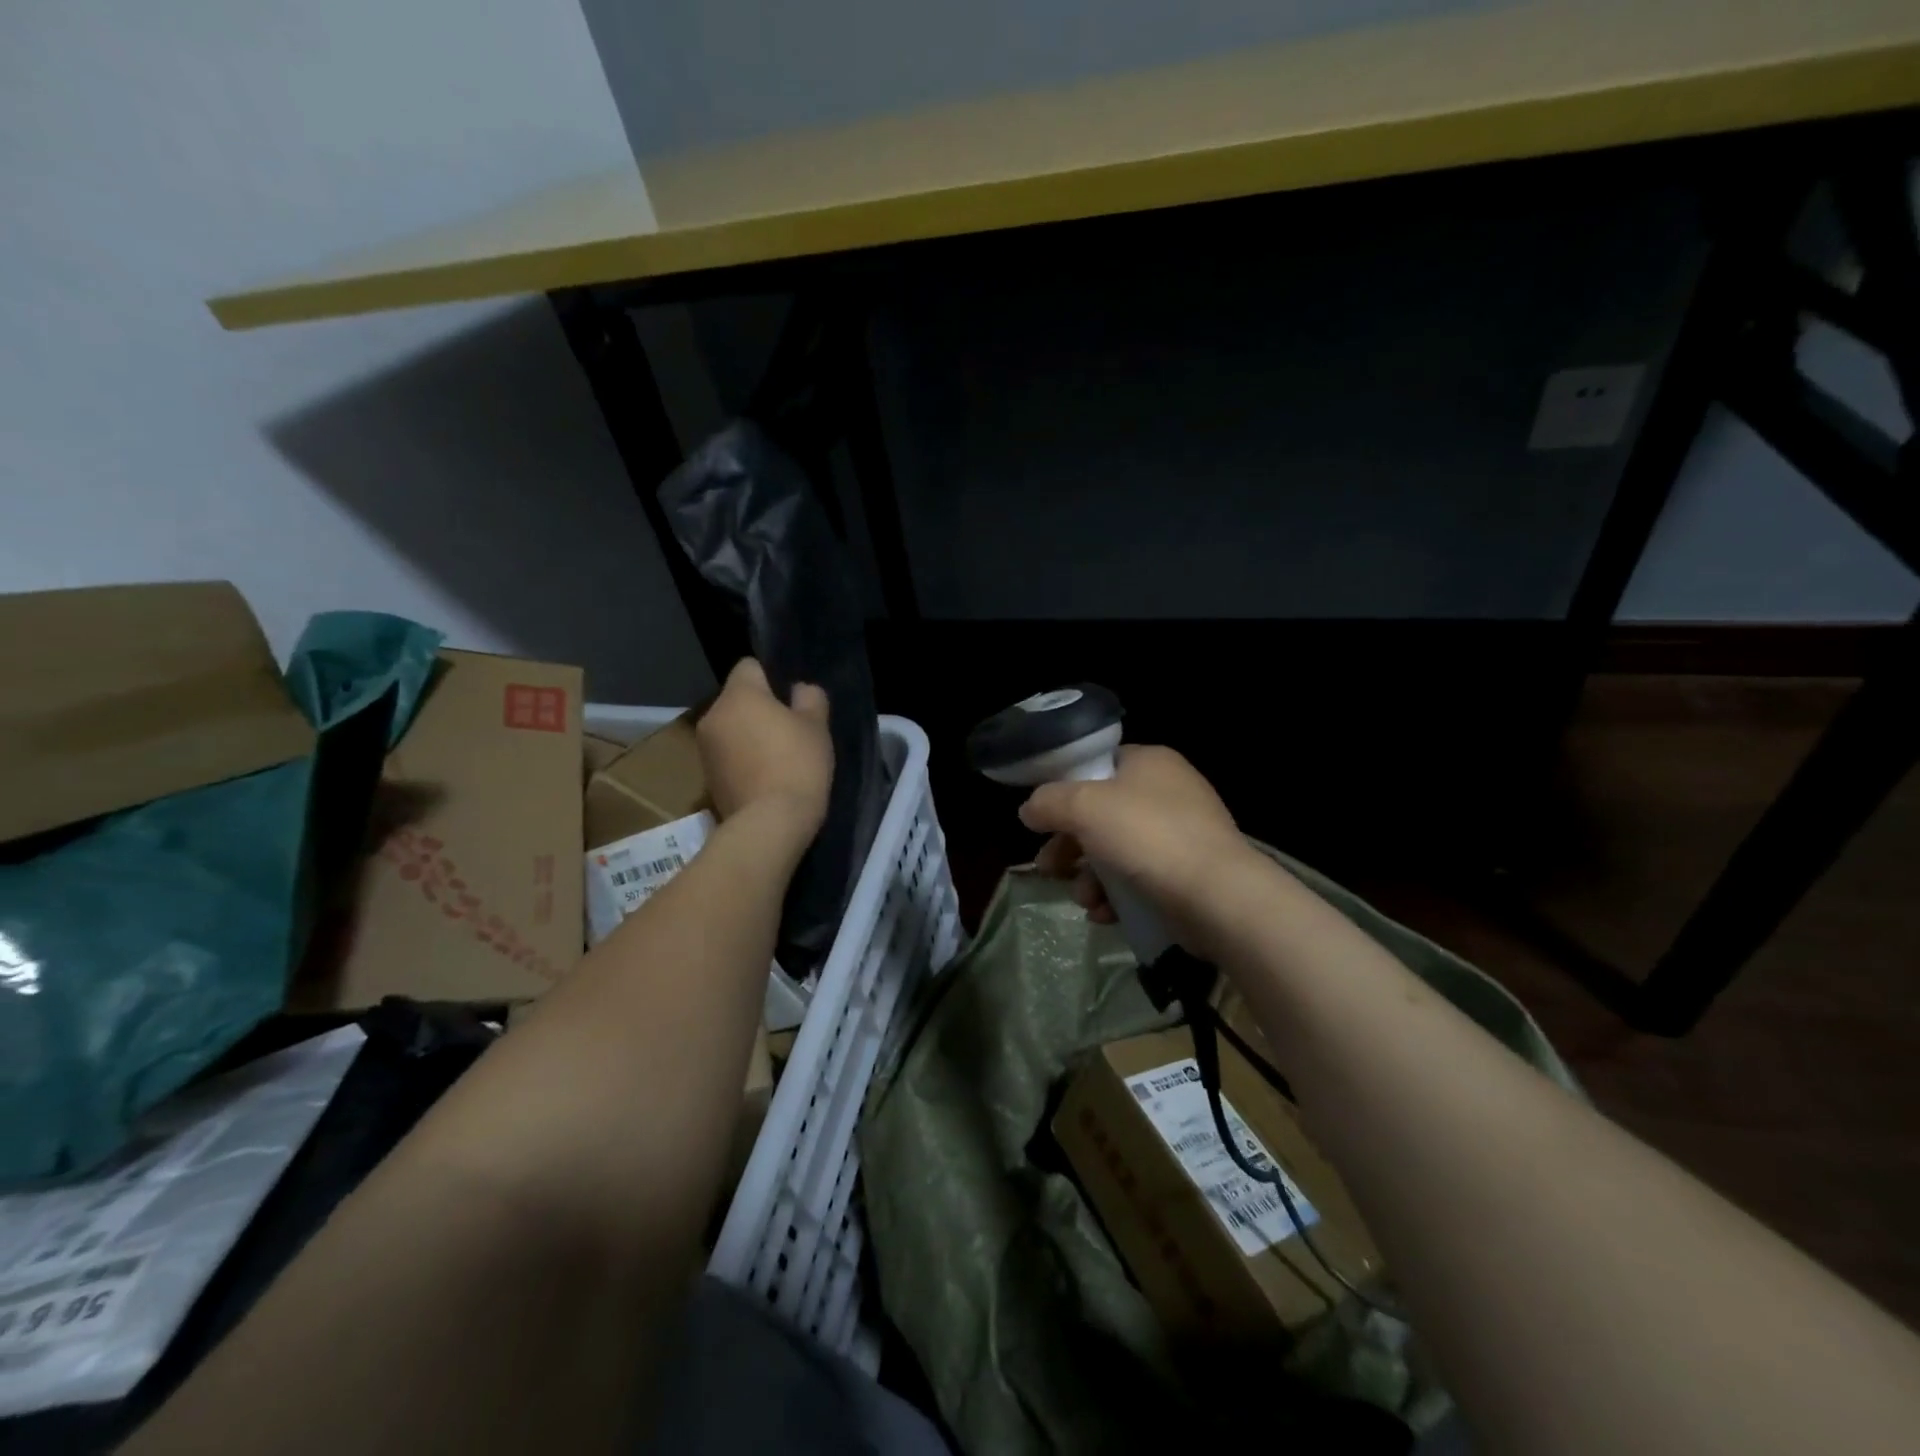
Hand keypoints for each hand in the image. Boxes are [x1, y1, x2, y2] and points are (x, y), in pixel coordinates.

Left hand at [696, 659, 832, 836]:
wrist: (770, 824)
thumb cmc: (797, 764)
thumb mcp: (817, 726)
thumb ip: (810, 698)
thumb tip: (799, 691)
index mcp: (738, 695)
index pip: (749, 666)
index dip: (773, 677)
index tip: (792, 699)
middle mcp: (713, 715)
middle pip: (738, 699)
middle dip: (760, 708)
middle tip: (791, 730)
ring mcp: (705, 749)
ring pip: (732, 728)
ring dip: (750, 735)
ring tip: (779, 758)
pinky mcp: (707, 778)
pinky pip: (728, 755)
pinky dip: (743, 760)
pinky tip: (766, 778)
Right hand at [1020, 745, 1254, 955]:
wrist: (1217, 897)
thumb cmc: (1147, 837)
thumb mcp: (1084, 807)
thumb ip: (1048, 803)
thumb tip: (1029, 810)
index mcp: (1149, 763)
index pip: (1097, 766)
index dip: (1065, 791)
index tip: (1043, 820)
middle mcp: (1168, 792)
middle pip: (1101, 813)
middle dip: (1070, 845)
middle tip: (1048, 868)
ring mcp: (1182, 834)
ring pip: (1117, 851)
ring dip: (1090, 878)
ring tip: (1083, 900)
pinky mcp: (1188, 874)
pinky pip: (1140, 879)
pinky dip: (1117, 896)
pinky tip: (1104, 915)